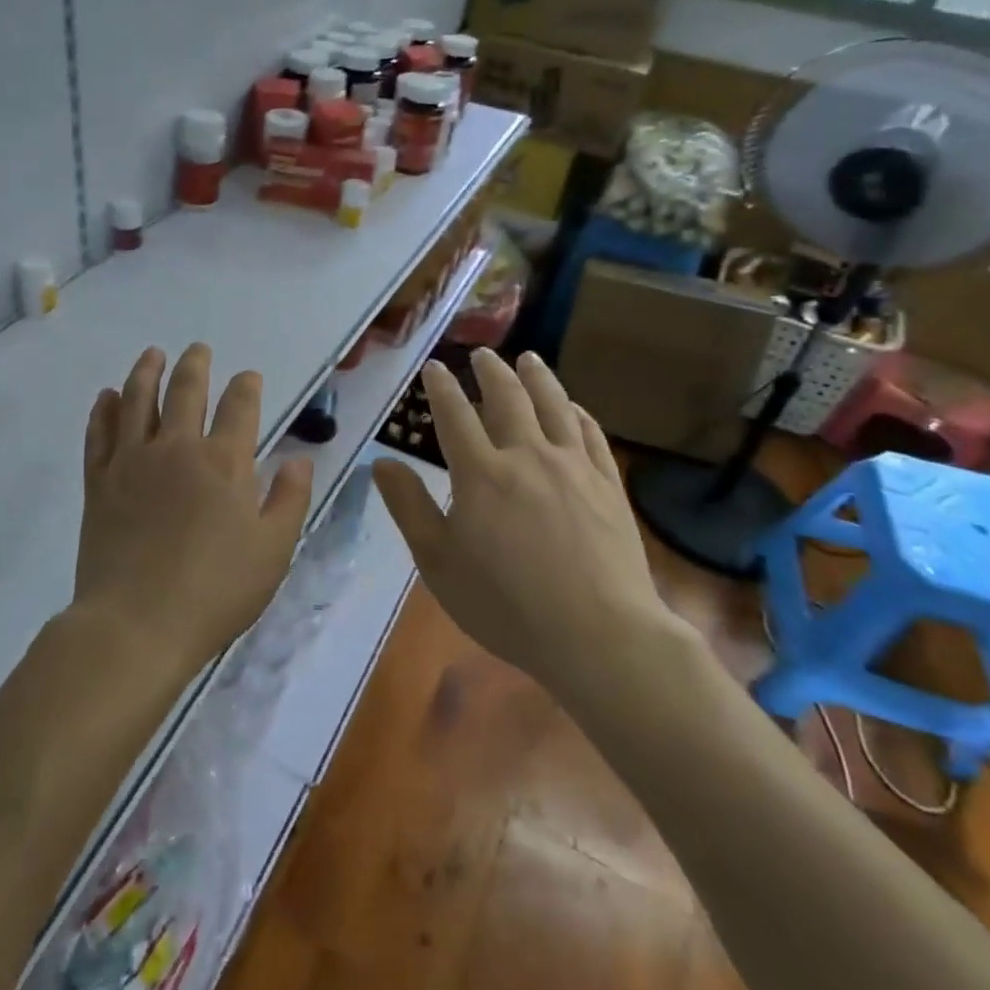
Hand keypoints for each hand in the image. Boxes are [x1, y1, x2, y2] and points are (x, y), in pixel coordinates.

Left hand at [75, 344, 313, 678]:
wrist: (137, 624)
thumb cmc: (215, 591)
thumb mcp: (274, 551)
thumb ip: (289, 499)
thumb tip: (298, 458)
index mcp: (224, 462)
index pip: (240, 407)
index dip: (246, 386)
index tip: (248, 376)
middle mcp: (177, 448)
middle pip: (186, 391)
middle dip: (195, 365)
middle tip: (198, 349)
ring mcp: (132, 461)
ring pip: (138, 400)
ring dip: (147, 371)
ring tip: (152, 353)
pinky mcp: (99, 481)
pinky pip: (100, 433)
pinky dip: (104, 410)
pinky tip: (107, 396)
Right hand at [372, 348, 673, 703]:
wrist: (600, 635)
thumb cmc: (507, 605)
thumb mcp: (439, 563)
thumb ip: (410, 508)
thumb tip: (381, 462)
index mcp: (480, 473)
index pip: (455, 414)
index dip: (442, 386)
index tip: (434, 366)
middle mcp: (526, 455)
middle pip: (507, 397)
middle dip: (490, 370)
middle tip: (482, 354)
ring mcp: (572, 466)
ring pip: (553, 404)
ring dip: (537, 377)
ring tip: (528, 359)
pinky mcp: (607, 483)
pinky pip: (590, 434)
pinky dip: (577, 412)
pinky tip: (573, 407)